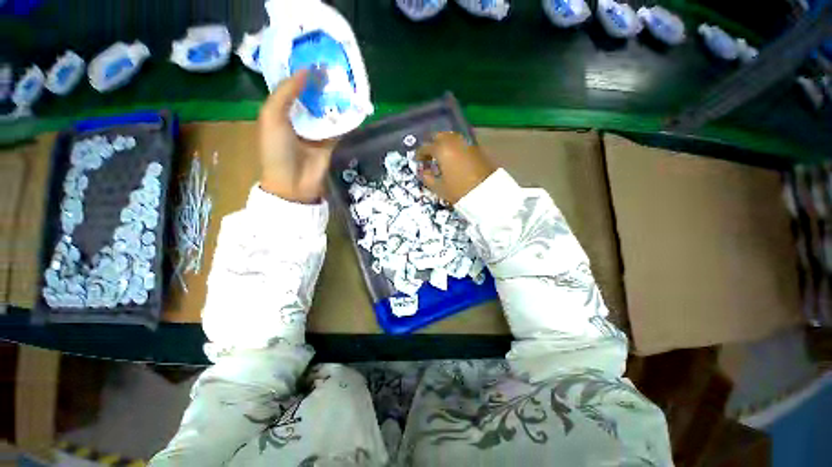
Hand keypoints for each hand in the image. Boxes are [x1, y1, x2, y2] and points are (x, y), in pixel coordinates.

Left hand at [259, 70, 336, 203]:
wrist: (293, 183)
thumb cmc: (277, 150)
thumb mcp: (272, 116)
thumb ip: (286, 93)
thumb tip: (307, 71)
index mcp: (279, 112)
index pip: (291, 87)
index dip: (301, 73)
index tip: (315, 58)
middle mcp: (298, 119)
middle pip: (311, 98)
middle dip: (321, 85)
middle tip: (335, 69)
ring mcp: (315, 132)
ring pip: (325, 111)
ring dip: (334, 100)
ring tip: (345, 83)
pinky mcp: (329, 144)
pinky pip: (338, 128)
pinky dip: (344, 119)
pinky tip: (352, 107)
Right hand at [417, 132, 496, 204]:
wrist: (486, 192)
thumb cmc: (458, 190)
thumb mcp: (439, 187)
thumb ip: (427, 178)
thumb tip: (423, 172)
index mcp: (441, 149)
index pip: (426, 147)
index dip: (420, 154)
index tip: (417, 160)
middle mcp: (453, 141)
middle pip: (439, 136)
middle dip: (432, 144)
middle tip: (429, 155)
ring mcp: (466, 143)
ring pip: (451, 137)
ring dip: (444, 144)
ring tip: (441, 157)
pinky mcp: (476, 148)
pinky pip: (461, 143)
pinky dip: (454, 147)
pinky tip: (453, 158)